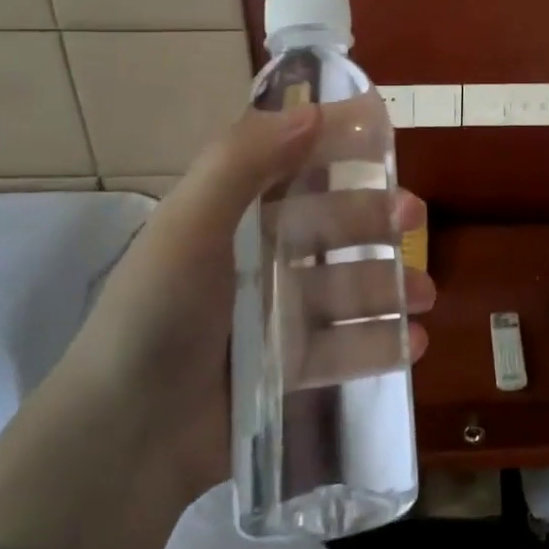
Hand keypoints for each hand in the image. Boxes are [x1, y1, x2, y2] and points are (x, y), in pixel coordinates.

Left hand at [57, 105, 433, 475]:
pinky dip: (381, 343)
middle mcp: (258, 261)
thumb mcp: (188, 226)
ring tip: (425, 295)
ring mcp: (276, 319)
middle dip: (376, 218)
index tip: (383, 134)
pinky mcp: (289, 372)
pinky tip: (414, 343)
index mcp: (232, 218)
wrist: (123, 439)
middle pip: (331, 227)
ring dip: (391, 285)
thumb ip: (243, 161)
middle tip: (415, 219)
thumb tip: (313, 109)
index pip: (292, 167)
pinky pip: (345, 349)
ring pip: (347, 288)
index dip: (336, 146)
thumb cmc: (155, 315)